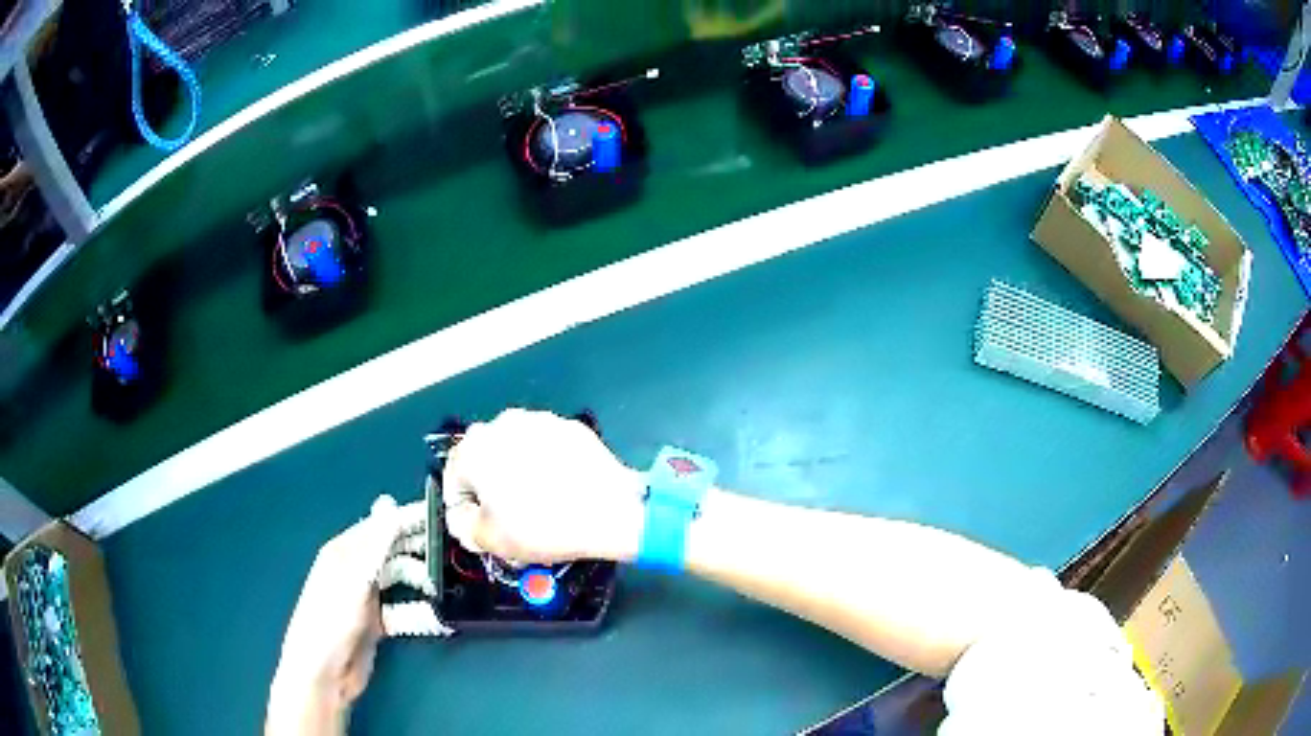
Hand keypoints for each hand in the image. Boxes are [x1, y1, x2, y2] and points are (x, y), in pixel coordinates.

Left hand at [267, 496, 441, 735]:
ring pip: (399, 578)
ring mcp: (366, 597)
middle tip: (450, 550)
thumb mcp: (355, 578)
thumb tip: (389, 501)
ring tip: (441, 584)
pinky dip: (416, 610)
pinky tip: (432, 613)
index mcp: (345, 552)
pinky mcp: (376, 622)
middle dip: (418, 549)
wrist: (325, 672)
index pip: (381, 525)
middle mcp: (356, 570)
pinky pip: (402, 608)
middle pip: (392, 551)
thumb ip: (375, 543)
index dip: (408, 518)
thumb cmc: (333, 619)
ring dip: (420, 580)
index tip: (440, 514)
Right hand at [442, 409, 645, 564]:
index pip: (455, 479)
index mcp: (474, 447)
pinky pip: (548, 449)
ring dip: (518, 473)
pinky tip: (561, 491)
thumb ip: (464, 524)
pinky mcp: (571, 427)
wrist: (610, 511)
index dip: (464, 508)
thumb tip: (465, 516)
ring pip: (517, 451)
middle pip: (485, 460)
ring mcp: (540, 421)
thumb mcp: (489, 539)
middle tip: (508, 519)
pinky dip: (548, 465)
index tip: (479, 526)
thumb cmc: (542, 526)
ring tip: (538, 505)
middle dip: (491, 488)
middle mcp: (503, 424)